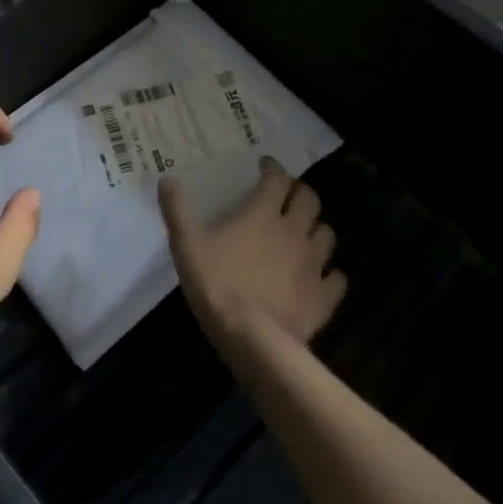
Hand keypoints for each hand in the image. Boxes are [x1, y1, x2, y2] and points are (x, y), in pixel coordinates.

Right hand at [159, 156, 345, 344]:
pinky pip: (336, 278)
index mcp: (263, 214)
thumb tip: (167, 179)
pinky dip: (330, 275)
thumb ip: (177, 211)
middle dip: (300, 193)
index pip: (277, 179)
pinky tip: (319, 278)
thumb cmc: (216, 284)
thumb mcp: (186, 245)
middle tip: (287, 197)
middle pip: (309, 200)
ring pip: (326, 235)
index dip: (273, 168)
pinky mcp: (324, 296)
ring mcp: (313, 264)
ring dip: (316, 229)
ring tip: (304, 234)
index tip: (265, 166)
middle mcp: (294, 231)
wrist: (251, 337)